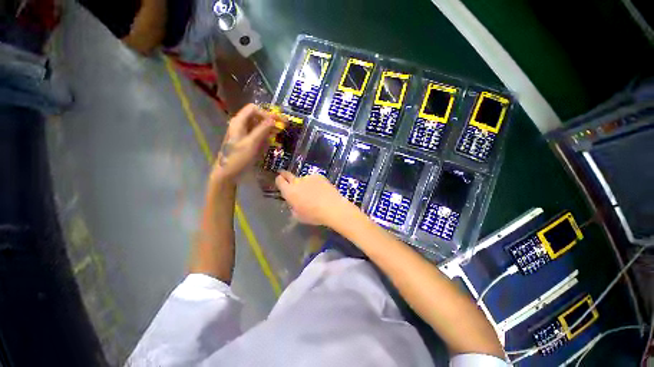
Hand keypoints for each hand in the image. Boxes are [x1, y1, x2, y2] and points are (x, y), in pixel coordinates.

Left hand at [211, 104, 280, 183]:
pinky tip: (272, 140)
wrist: (227, 173)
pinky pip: (258, 134)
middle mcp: (241, 125)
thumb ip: (262, 130)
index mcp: (239, 122)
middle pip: (257, 116)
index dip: (266, 113)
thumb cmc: (238, 158)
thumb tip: (274, 119)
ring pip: (258, 125)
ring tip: (279, 132)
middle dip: (270, 120)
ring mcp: (244, 133)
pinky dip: (266, 135)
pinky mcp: (247, 141)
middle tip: (284, 125)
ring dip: (269, 128)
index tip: (277, 122)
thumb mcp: (251, 143)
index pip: (254, 109)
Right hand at [275, 171, 354, 226]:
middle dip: (285, 175)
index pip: (279, 181)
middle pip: (288, 175)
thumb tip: (293, 201)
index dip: (279, 180)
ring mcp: (308, 177)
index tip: (280, 181)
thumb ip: (292, 206)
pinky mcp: (319, 176)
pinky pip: (313, 179)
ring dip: (305, 183)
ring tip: (314, 192)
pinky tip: (321, 190)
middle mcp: (297, 182)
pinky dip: (315, 183)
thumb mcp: (298, 215)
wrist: (332, 207)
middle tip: (286, 177)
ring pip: (303, 179)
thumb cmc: (314, 215)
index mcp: (289, 192)